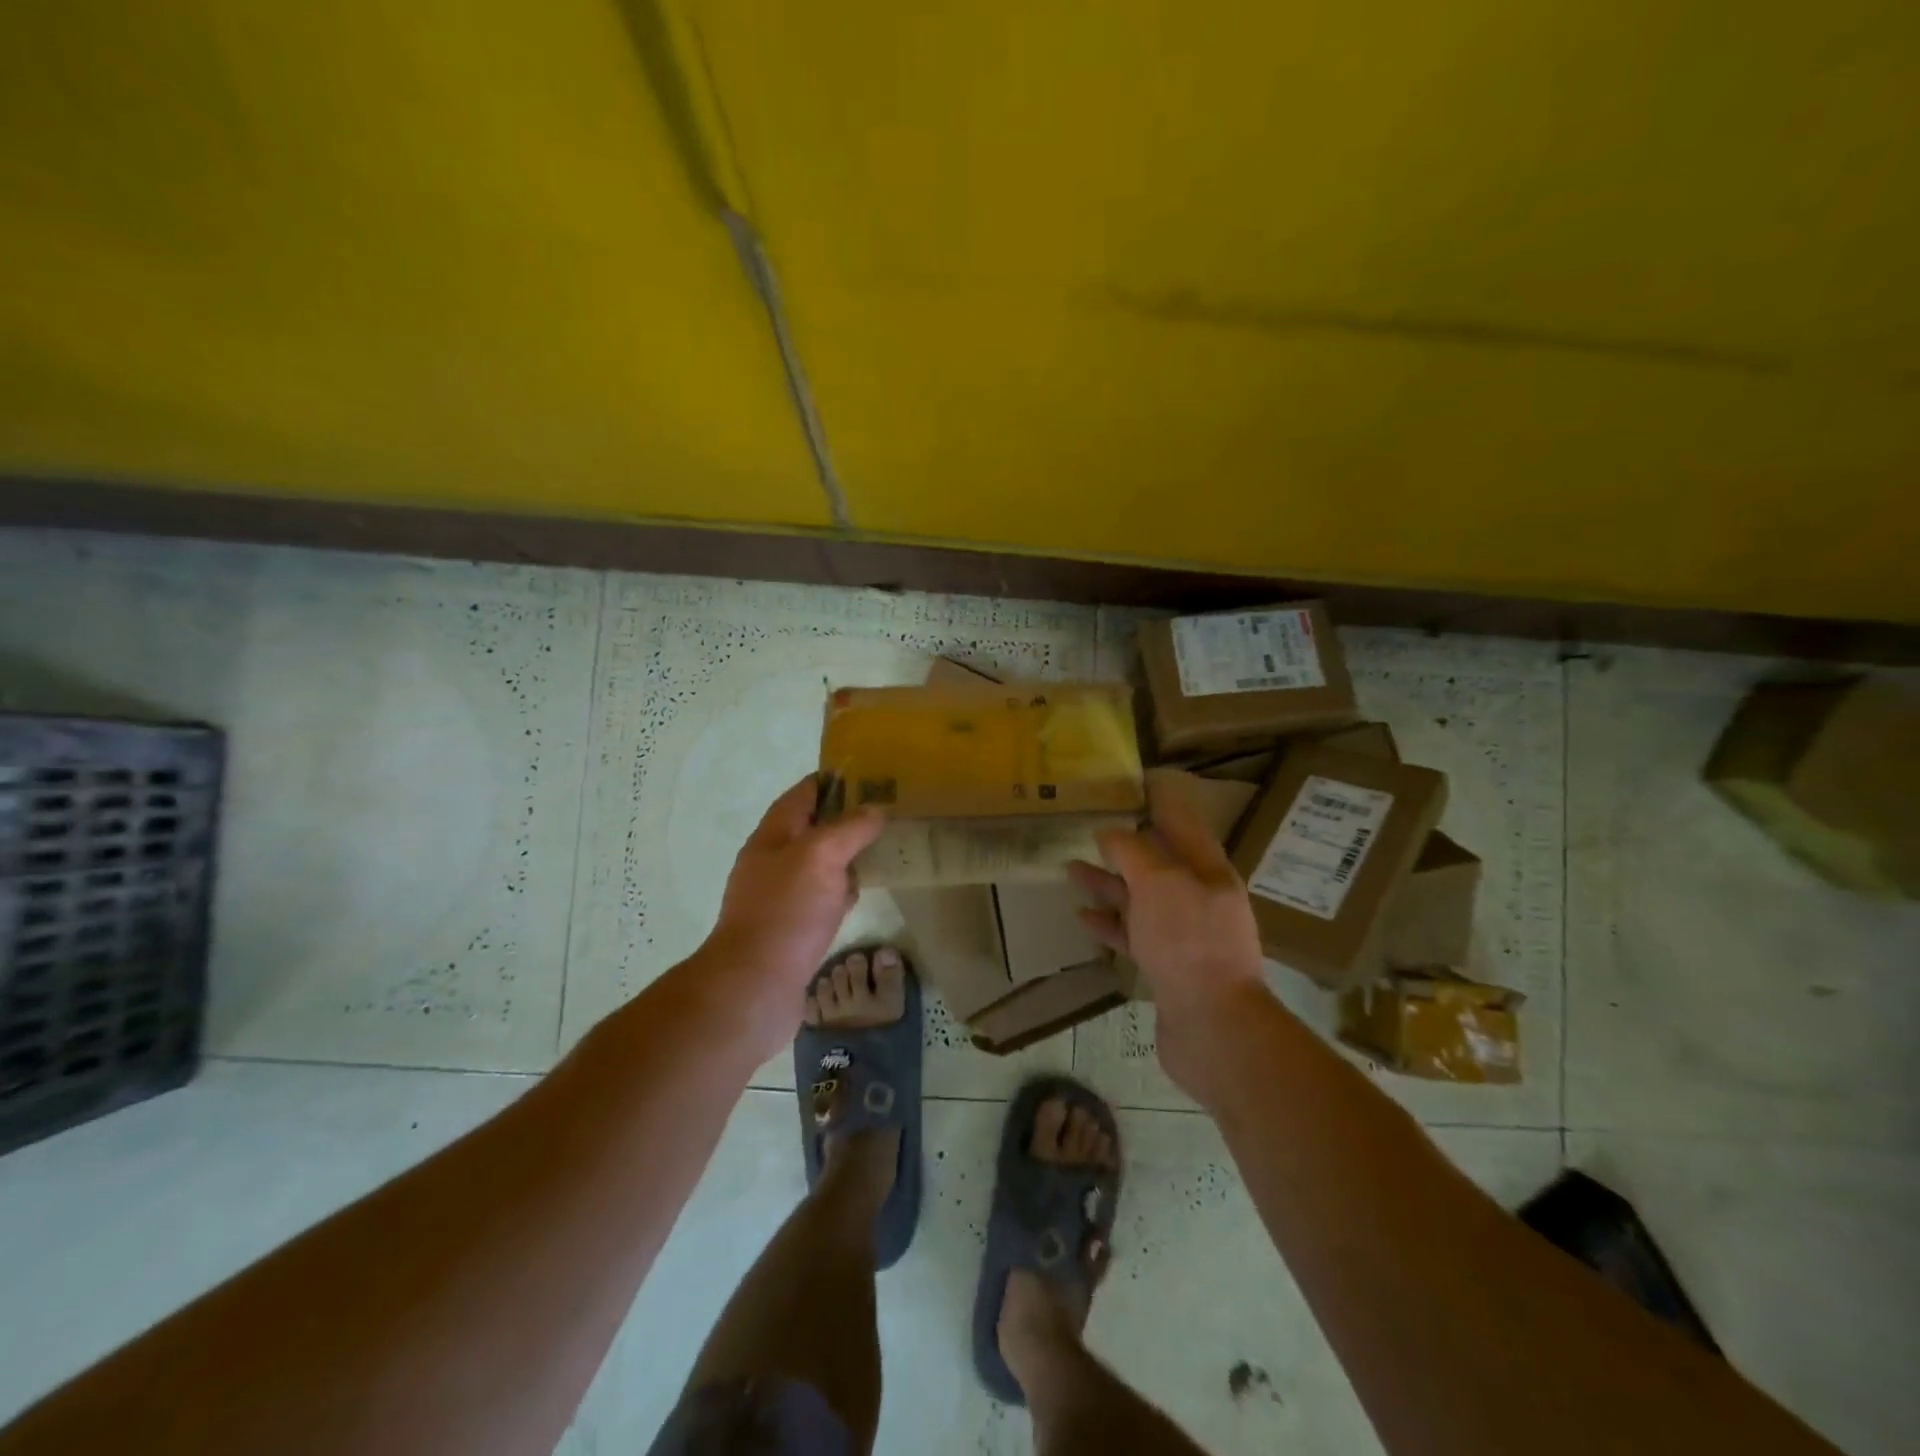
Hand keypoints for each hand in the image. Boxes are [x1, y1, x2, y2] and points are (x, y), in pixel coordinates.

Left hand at [695, 777, 884, 1054]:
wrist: (755, 986)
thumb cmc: (786, 911)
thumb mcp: (821, 856)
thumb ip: (849, 828)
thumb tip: (874, 809)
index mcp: (773, 835)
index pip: (804, 793)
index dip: (835, 780)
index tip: (872, 775)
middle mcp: (773, 860)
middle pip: (813, 827)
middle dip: (847, 817)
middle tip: (888, 813)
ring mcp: (781, 896)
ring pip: (820, 863)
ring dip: (848, 854)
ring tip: (885, 847)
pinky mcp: (792, 927)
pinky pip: (822, 896)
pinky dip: (843, 889)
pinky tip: (863, 893)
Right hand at [1070, 768, 1272, 1104]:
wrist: (1214, 1027)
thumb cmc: (1188, 942)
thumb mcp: (1159, 883)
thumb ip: (1133, 852)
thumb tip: (1111, 832)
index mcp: (1208, 871)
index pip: (1183, 823)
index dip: (1160, 801)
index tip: (1135, 782)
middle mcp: (1199, 898)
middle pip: (1158, 862)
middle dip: (1124, 845)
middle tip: (1089, 828)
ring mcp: (1184, 934)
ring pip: (1141, 898)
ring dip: (1108, 884)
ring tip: (1071, 870)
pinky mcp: (1168, 966)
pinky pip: (1134, 934)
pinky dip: (1110, 923)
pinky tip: (1084, 917)